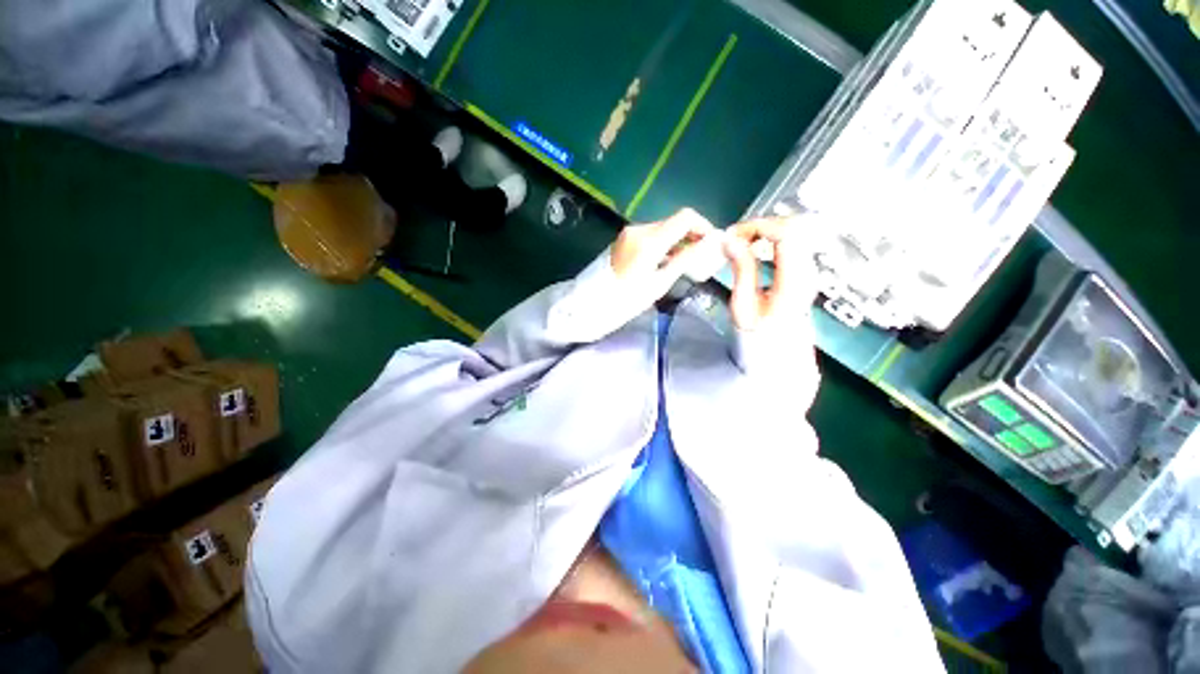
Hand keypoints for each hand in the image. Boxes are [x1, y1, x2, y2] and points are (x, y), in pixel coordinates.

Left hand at [609, 208, 717, 298]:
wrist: (596, 302)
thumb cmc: (629, 299)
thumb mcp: (660, 282)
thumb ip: (686, 259)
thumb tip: (710, 242)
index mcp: (650, 240)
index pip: (685, 217)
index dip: (703, 226)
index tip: (711, 242)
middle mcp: (639, 229)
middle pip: (673, 222)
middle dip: (690, 234)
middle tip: (701, 255)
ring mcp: (630, 232)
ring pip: (662, 228)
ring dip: (677, 239)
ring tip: (685, 260)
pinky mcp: (625, 237)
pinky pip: (650, 234)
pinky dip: (663, 242)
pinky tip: (666, 259)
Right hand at [722, 217, 814, 332]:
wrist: (779, 352)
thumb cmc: (757, 333)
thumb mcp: (743, 305)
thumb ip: (741, 269)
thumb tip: (730, 239)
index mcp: (794, 281)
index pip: (786, 234)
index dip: (758, 226)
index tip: (732, 235)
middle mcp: (808, 270)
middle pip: (793, 227)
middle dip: (760, 225)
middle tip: (733, 238)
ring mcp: (810, 268)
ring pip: (793, 231)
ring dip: (764, 231)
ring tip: (740, 243)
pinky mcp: (804, 269)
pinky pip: (791, 242)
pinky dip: (770, 238)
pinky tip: (753, 248)